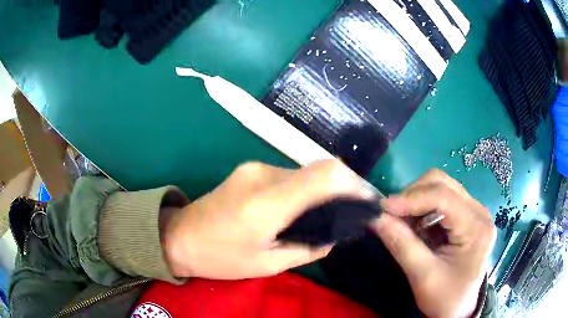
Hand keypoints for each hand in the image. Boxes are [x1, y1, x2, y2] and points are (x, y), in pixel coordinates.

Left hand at [162, 160, 375, 279]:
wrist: (178, 237)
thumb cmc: (219, 258)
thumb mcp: (267, 264)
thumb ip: (308, 249)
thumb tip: (334, 236)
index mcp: (267, 203)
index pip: (324, 175)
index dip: (354, 183)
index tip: (368, 200)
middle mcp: (263, 175)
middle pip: (317, 170)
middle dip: (342, 188)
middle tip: (352, 211)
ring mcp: (254, 168)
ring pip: (303, 172)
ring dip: (322, 189)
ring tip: (330, 213)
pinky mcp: (250, 169)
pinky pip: (288, 176)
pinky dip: (304, 189)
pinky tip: (304, 208)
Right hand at [370, 170, 495, 317]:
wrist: (459, 308)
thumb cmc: (445, 298)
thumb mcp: (423, 276)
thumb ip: (402, 245)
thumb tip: (376, 218)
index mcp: (476, 228)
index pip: (444, 197)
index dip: (411, 198)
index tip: (383, 208)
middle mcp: (479, 212)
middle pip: (443, 183)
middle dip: (413, 195)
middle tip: (392, 215)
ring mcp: (475, 211)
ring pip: (441, 186)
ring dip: (417, 199)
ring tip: (403, 221)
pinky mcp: (467, 216)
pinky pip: (442, 199)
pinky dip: (423, 207)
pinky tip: (416, 224)